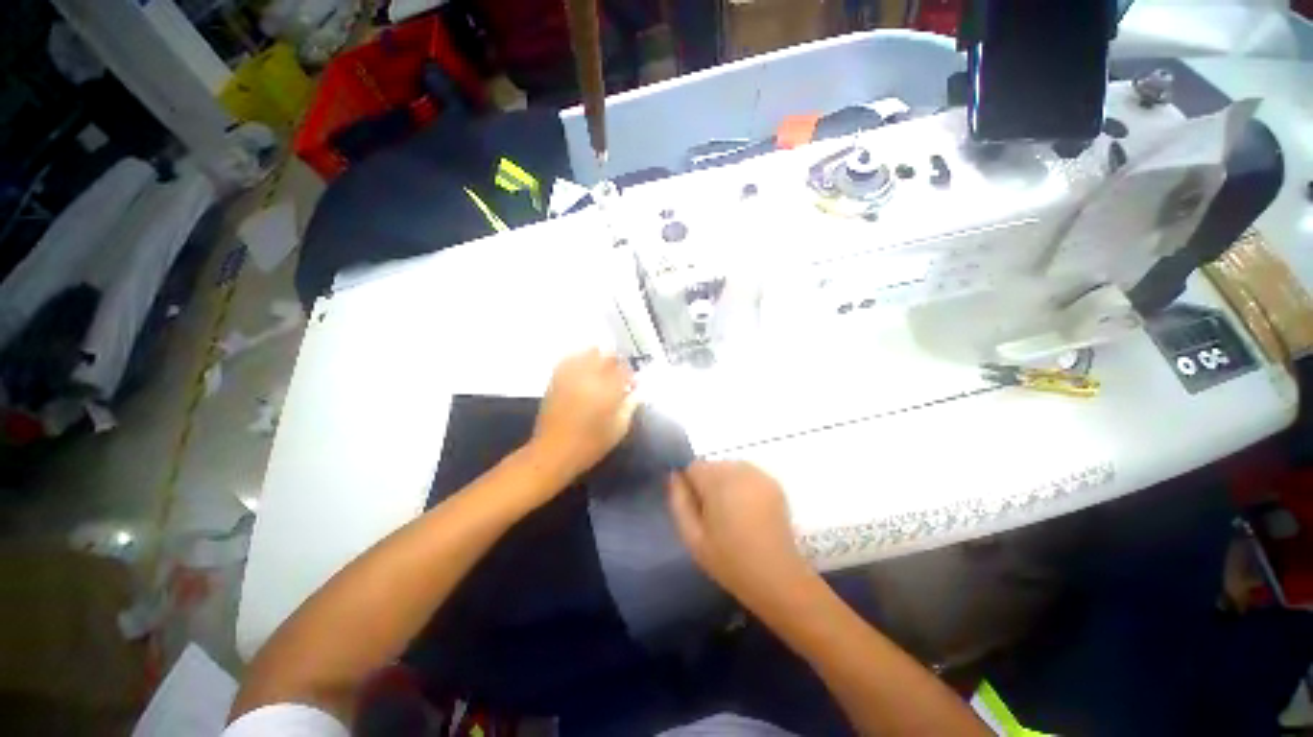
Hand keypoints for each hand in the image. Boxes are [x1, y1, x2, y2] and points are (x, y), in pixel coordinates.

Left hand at [530, 349, 636, 482]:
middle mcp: (590, 377)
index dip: (630, 374)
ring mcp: (571, 376)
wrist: (553, 452)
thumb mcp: (618, 429)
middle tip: (618, 375)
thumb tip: (636, 392)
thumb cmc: (590, 445)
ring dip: (599, 358)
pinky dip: (579, 358)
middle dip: (616, 363)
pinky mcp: (557, 380)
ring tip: (602, 368)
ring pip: (588, 353)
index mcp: (608, 390)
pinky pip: (569, 359)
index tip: (632, 384)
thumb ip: (629, 406)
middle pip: (607, 356)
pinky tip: (583, 367)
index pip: (624, 370)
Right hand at [668, 461, 814, 611]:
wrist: (778, 578)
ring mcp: (759, 474)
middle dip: (708, 485)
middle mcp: (739, 469)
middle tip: (714, 518)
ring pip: (729, 469)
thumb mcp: (692, 537)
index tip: (697, 511)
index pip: (692, 467)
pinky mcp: (774, 483)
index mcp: (718, 480)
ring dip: (725, 485)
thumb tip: (674, 476)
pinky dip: (742, 487)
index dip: (690, 487)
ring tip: (732, 516)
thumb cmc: (730, 561)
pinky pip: (747, 476)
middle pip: (711, 466)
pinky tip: (749, 513)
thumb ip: (678, 501)